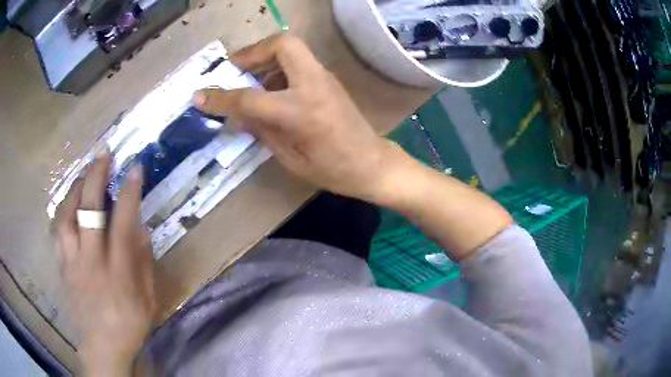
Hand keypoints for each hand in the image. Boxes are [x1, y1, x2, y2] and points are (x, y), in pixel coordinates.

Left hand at [54, 151, 155, 374]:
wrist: (102, 347)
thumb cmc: (129, 324)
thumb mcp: (147, 299)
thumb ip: (143, 262)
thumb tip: (140, 226)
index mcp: (117, 274)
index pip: (122, 223)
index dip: (129, 193)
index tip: (135, 168)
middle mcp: (91, 263)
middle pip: (88, 211)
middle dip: (96, 177)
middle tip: (104, 156)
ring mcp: (72, 263)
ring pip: (66, 216)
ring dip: (75, 189)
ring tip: (83, 175)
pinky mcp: (62, 267)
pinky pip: (57, 231)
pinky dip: (63, 211)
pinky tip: (69, 202)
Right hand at [194, 34, 408, 202]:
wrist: (371, 163)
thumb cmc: (332, 170)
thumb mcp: (289, 158)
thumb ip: (261, 130)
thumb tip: (238, 112)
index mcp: (300, 111)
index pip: (249, 97)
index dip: (220, 97)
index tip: (200, 96)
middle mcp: (313, 85)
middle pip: (282, 44)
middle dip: (253, 51)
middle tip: (235, 70)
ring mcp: (324, 77)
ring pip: (292, 47)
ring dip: (265, 58)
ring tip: (249, 79)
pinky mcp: (329, 79)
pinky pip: (299, 60)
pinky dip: (278, 67)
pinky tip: (271, 88)